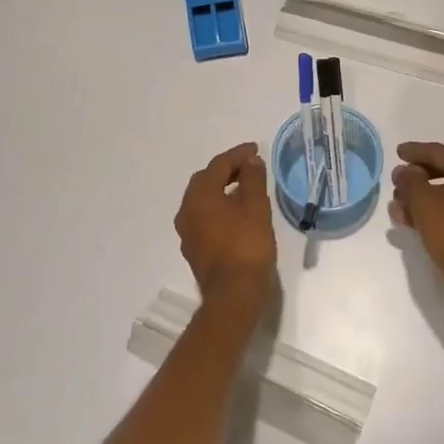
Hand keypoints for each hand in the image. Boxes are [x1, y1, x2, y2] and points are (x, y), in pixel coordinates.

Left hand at [174, 142, 275, 304]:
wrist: (234, 294)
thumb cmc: (247, 245)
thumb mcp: (256, 207)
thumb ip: (253, 179)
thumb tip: (250, 161)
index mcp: (200, 195)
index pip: (218, 165)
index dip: (238, 154)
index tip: (255, 149)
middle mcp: (186, 210)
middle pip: (205, 180)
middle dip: (227, 170)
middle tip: (249, 166)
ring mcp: (187, 231)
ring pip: (203, 200)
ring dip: (221, 189)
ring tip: (244, 187)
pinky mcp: (193, 248)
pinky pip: (204, 217)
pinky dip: (218, 207)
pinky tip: (235, 213)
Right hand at [389, 141, 443, 310]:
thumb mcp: (423, 202)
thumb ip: (410, 181)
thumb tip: (406, 171)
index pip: (437, 152)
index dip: (414, 151)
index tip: (397, 152)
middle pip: (443, 171)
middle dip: (415, 179)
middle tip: (395, 183)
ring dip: (420, 198)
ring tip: (397, 208)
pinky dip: (433, 211)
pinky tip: (412, 222)